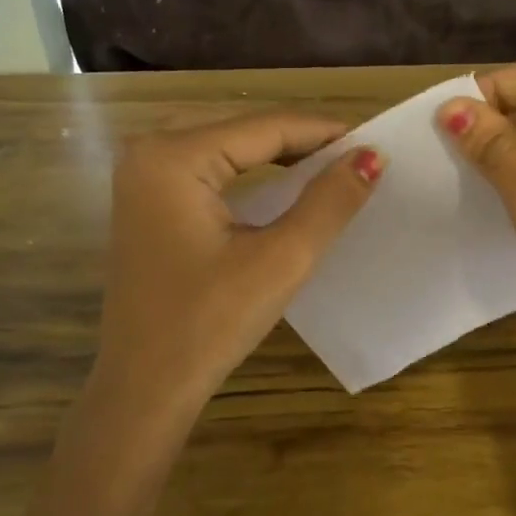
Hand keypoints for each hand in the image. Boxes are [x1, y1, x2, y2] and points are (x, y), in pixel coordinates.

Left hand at [89, 113, 384, 417]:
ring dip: (276, 154)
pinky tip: (280, 183)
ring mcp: (141, 175)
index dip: (323, 132)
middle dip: (300, 141)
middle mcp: (148, 151)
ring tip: (328, 166)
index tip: (374, 140)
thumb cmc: (209, 325)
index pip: (264, 127)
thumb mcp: (280, 261)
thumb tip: (372, 157)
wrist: (144, 388)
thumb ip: (329, 202)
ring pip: (225, 145)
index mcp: (173, 157)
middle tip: (354, 157)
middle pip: (243, 129)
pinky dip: (247, 172)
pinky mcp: (145, 199)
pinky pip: (206, 167)